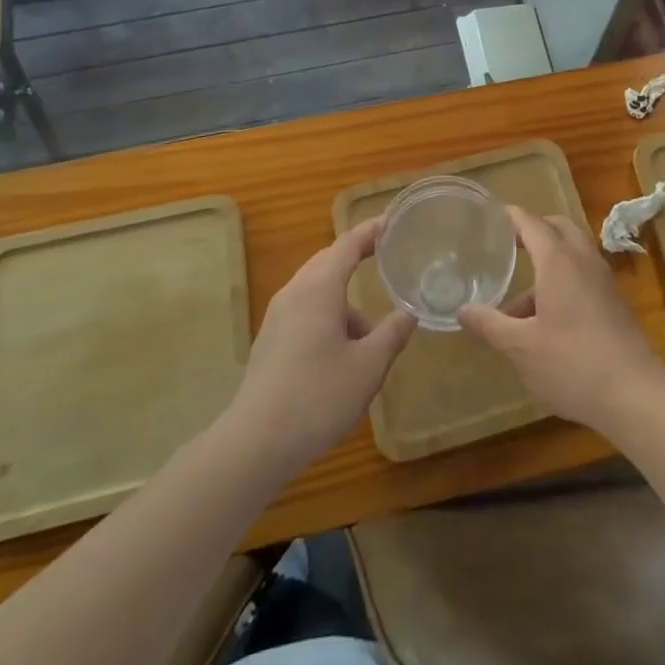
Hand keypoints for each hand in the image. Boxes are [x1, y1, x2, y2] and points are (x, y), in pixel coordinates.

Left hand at [224, 218, 415, 474]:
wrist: (255, 443)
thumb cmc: (317, 397)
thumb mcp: (368, 368)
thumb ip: (391, 334)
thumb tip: (409, 313)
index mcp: (319, 289)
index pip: (348, 244)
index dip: (371, 231)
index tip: (392, 221)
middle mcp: (295, 292)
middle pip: (328, 261)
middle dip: (356, 257)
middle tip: (385, 260)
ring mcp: (277, 316)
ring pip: (316, 289)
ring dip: (343, 299)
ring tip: (369, 333)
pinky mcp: (269, 340)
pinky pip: (304, 310)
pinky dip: (327, 315)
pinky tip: (340, 352)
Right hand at [458, 205, 664, 436]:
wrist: (635, 395)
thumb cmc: (572, 364)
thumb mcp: (521, 348)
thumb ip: (490, 325)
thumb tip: (462, 311)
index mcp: (558, 260)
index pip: (531, 223)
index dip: (510, 218)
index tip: (490, 218)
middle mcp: (583, 260)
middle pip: (557, 228)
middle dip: (533, 231)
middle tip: (508, 246)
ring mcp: (603, 280)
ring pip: (573, 253)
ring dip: (548, 262)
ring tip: (519, 301)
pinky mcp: (615, 302)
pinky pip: (584, 274)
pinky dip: (563, 279)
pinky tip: (546, 319)